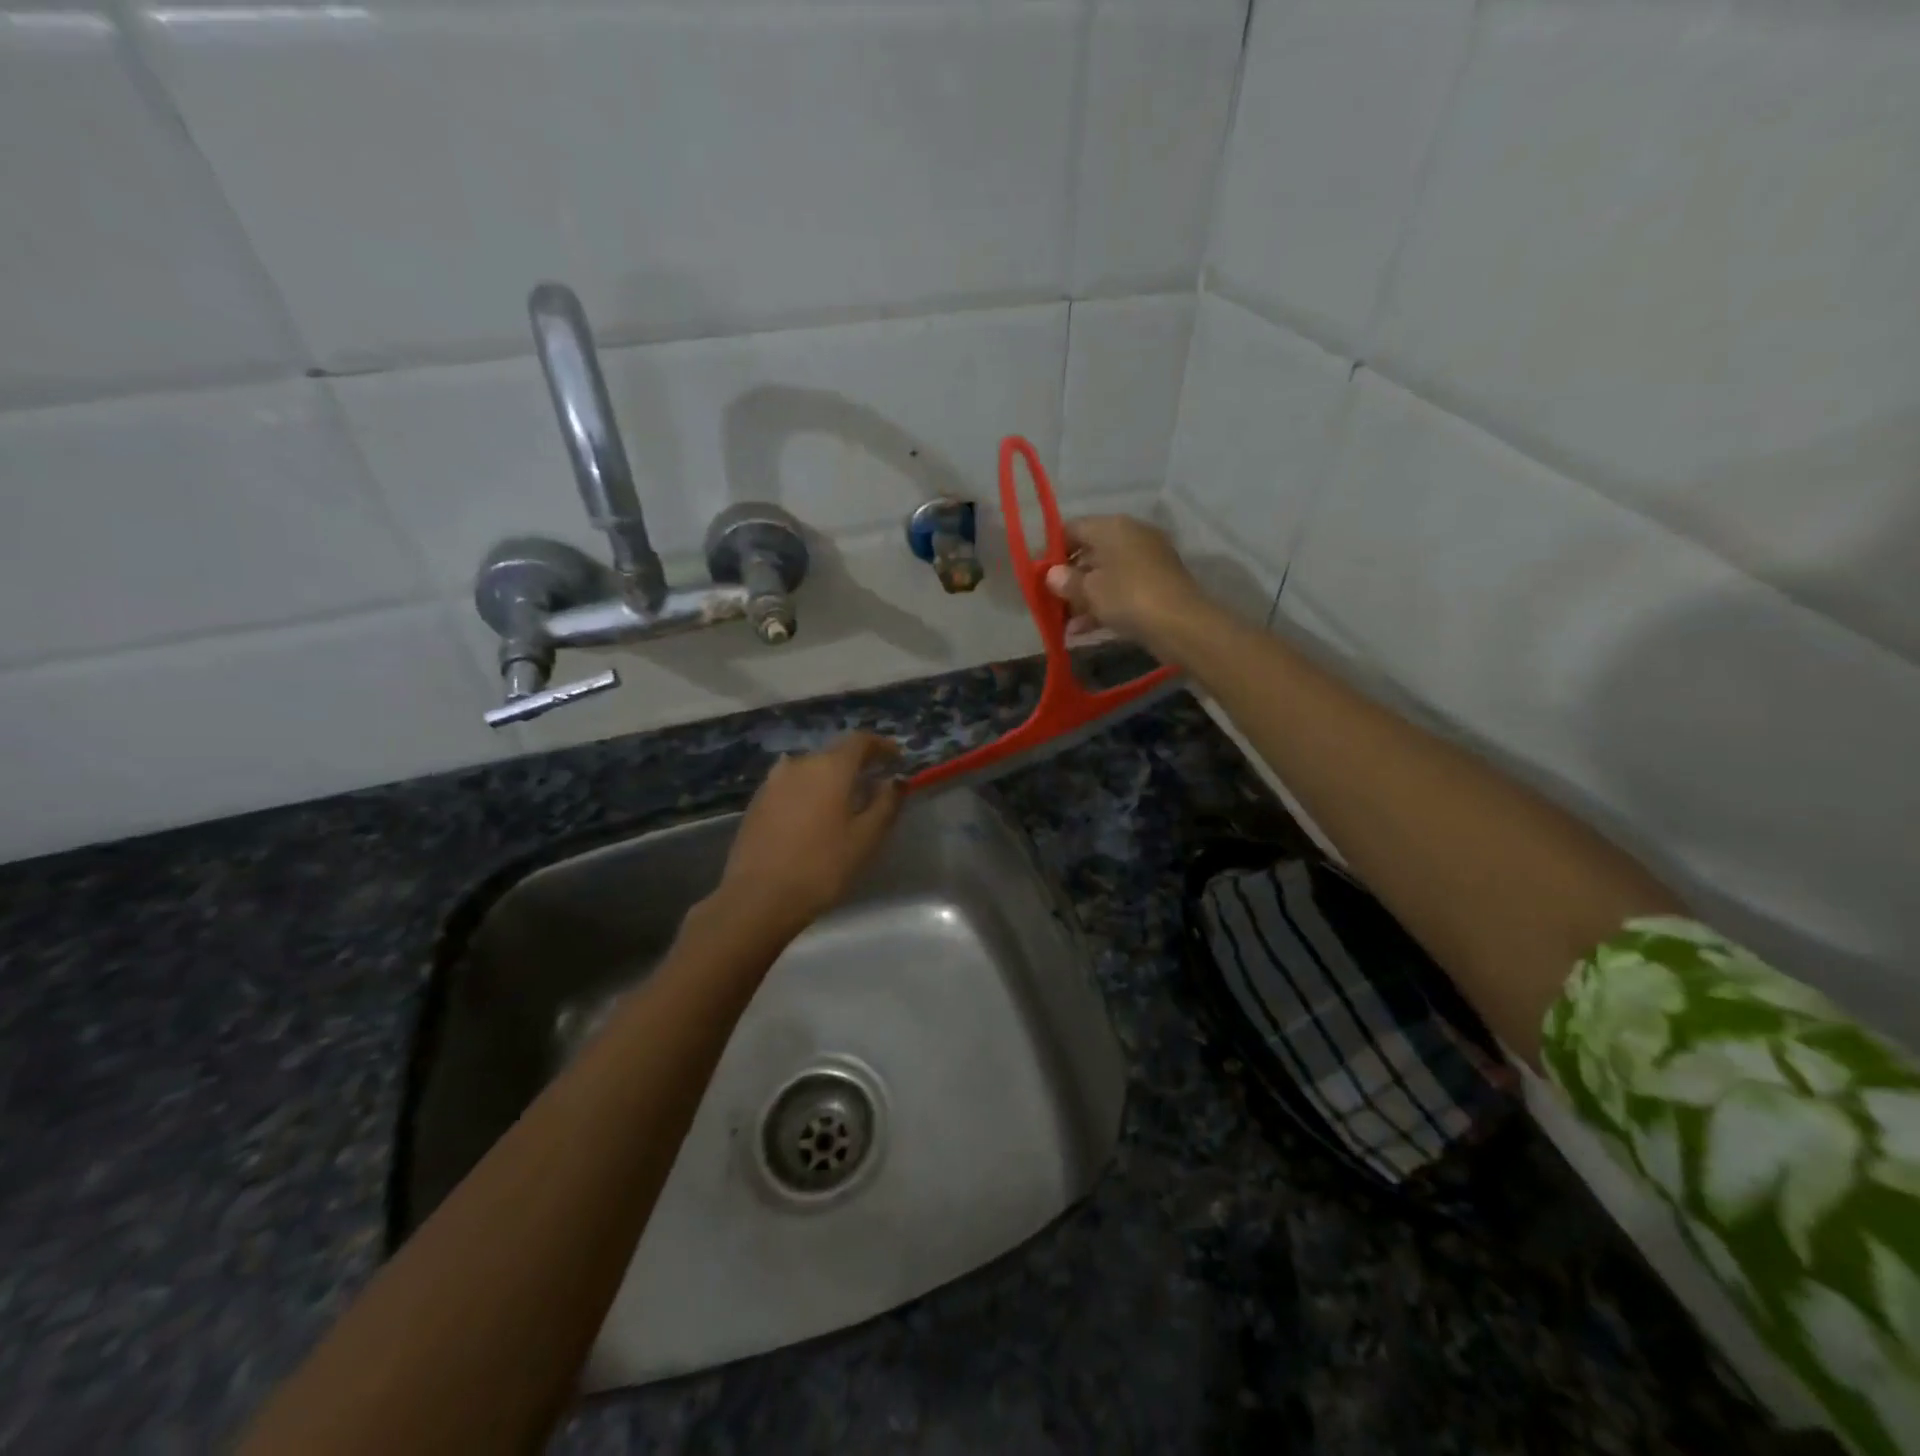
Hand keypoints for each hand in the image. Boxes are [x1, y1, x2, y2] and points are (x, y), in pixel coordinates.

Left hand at [709, 733, 902, 937]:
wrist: (758, 897)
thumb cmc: (822, 867)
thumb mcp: (866, 839)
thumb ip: (886, 803)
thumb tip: (896, 780)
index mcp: (830, 767)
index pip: (860, 741)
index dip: (882, 746)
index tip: (897, 758)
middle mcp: (800, 764)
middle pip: (834, 754)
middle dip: (856, 764)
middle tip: (874, 783)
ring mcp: (773, 781)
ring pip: (810, 770)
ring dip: (830, 779)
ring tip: (843, 801)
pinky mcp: (757, 801)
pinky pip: (791, 786)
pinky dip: (808, 792)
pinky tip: (814, 816)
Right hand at [1043, 514, 1207, 653]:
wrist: (1181, 623)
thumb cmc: (1127, 597)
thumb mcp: (1089, 590)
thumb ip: (1067, 581)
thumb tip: (1052, 574)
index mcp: (1112, 526)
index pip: (1073, 528)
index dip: (1053, 550)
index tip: (1040, 574)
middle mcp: (1131, 535)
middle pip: (1090, 552)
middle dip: (1069, 578)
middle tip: (1052, 601)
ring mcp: (1147, 560)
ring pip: (1106, 575)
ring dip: (1084, 597)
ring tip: (1066, 624)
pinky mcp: (1157, 584)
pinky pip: (1122, 590)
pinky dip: (1104, 605)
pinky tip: (1084, 630)